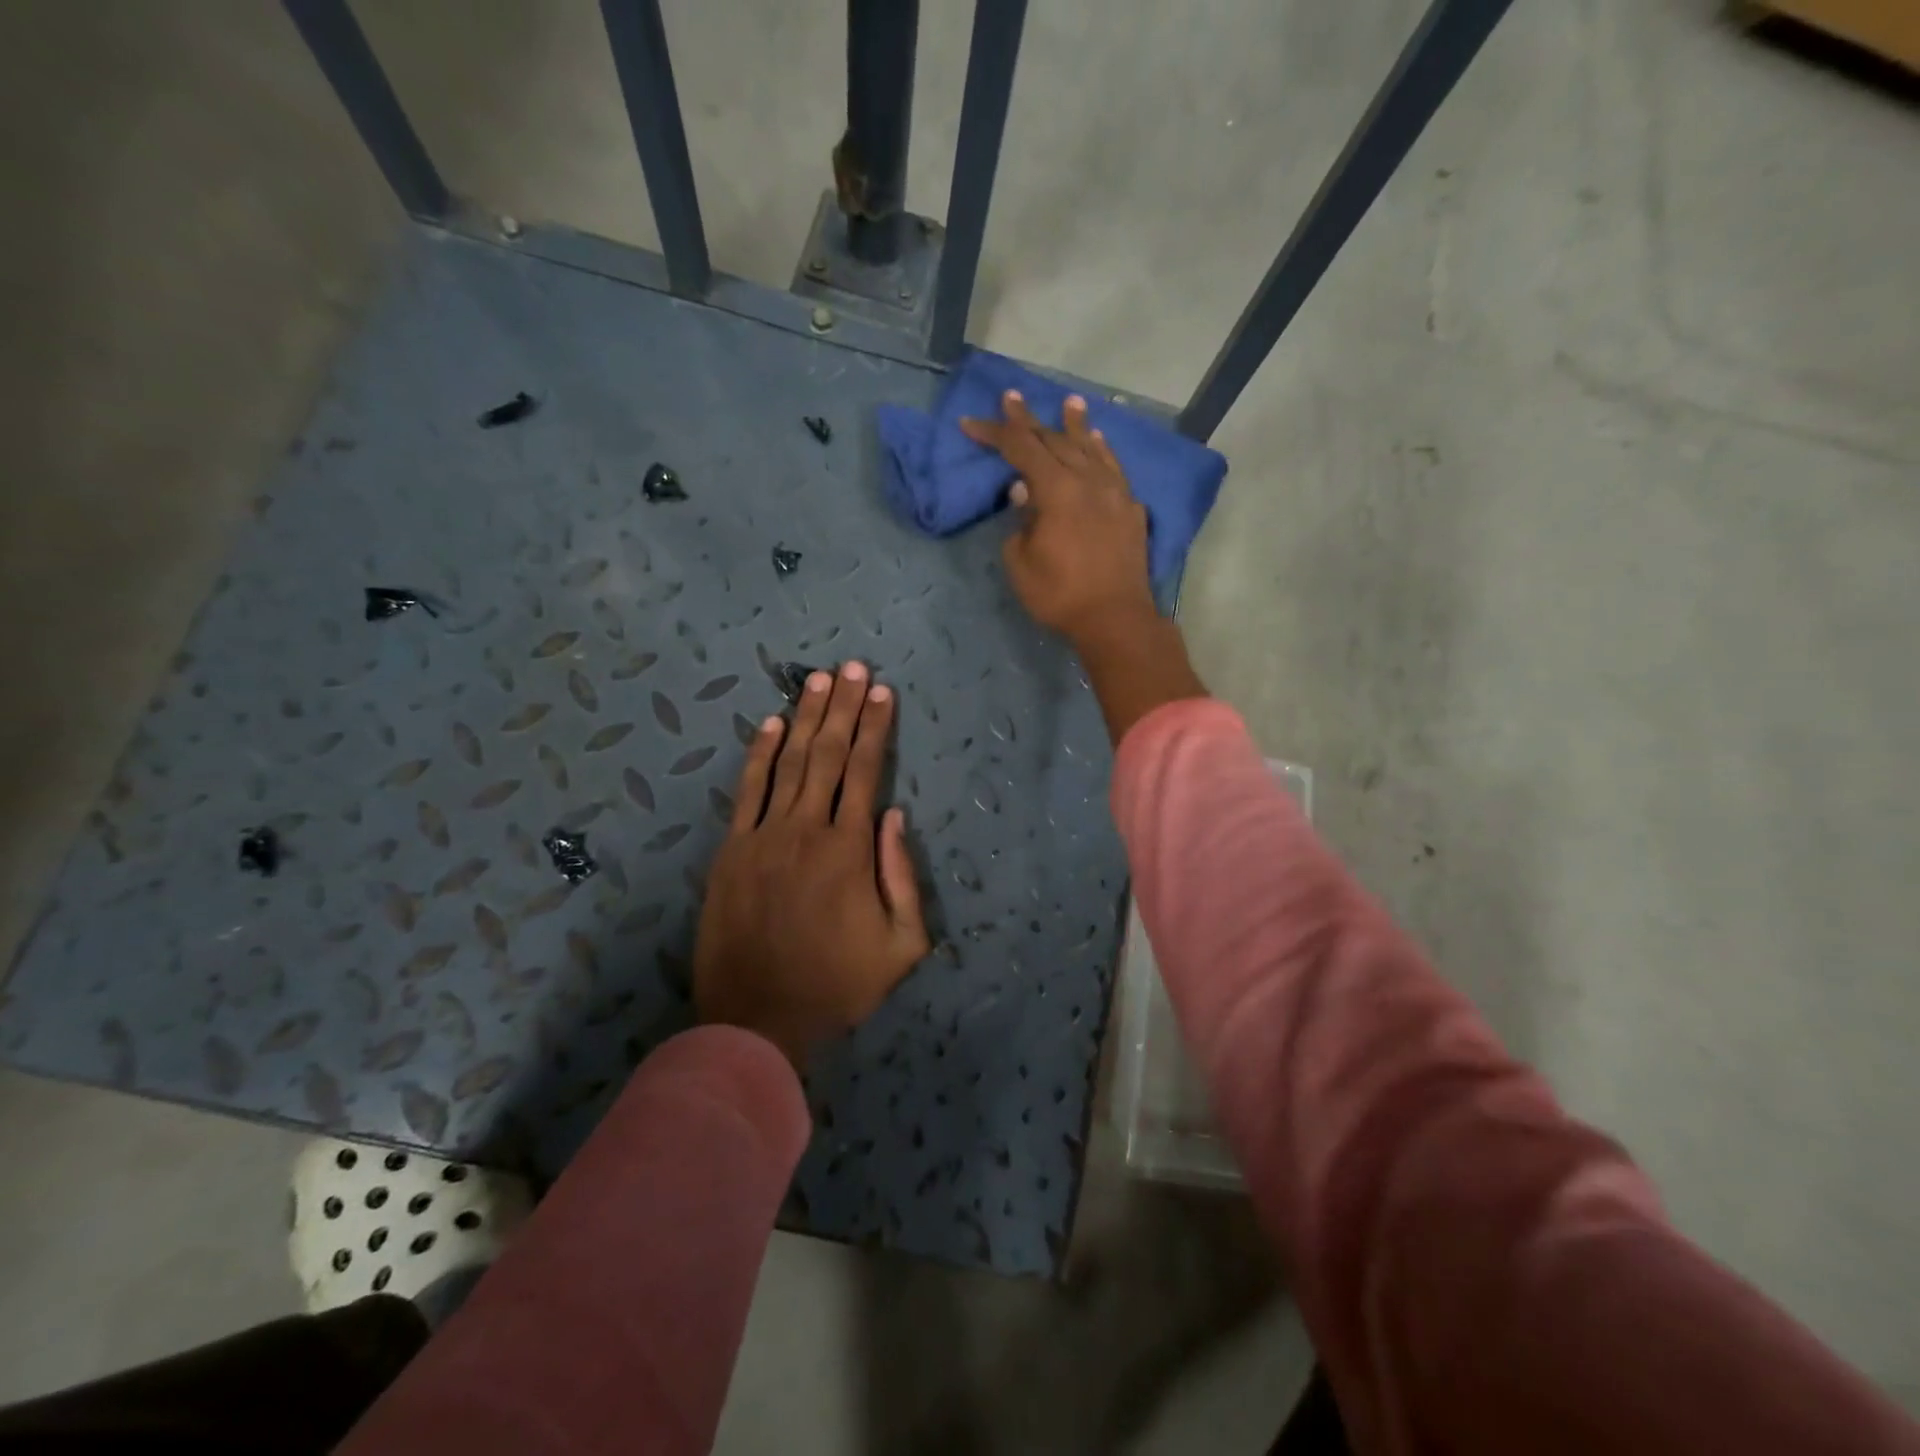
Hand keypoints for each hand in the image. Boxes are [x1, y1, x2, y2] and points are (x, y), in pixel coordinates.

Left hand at [693, 662, 929, 1067]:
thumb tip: (896, 816)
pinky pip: (747, 791)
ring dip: (805, 718)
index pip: (866, 772)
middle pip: (828, 754)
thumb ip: (903, 876)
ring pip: (789, 762)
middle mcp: (806, 829)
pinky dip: (759, 754)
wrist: (758, 1019)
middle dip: (843, 707)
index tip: (883, 693)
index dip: (876, 728)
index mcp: (849, 849)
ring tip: (819, 680)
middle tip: (853, 667)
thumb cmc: (837, 984)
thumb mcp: (901, 945)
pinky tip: (770, 723)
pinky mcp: (732, 850)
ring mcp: (763, 836)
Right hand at [963, 390, 1206, 743]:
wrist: (1115, 618)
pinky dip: (1102, 451)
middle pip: (1054, 441)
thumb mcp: (1021, 562)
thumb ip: (1020, 522)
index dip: (994, 432)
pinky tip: (1098, 443)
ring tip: (1070, 403)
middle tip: (1013, 397)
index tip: (970, 423)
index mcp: (1056, 489)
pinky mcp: (1130, 510)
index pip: (1020, 449)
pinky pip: (1113, 468)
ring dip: (1075, 425)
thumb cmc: (1060, 595)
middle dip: (1029, 420)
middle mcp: (1087, 480)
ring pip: (1091, 448)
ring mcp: (1114, 492)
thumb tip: (1024, 493)